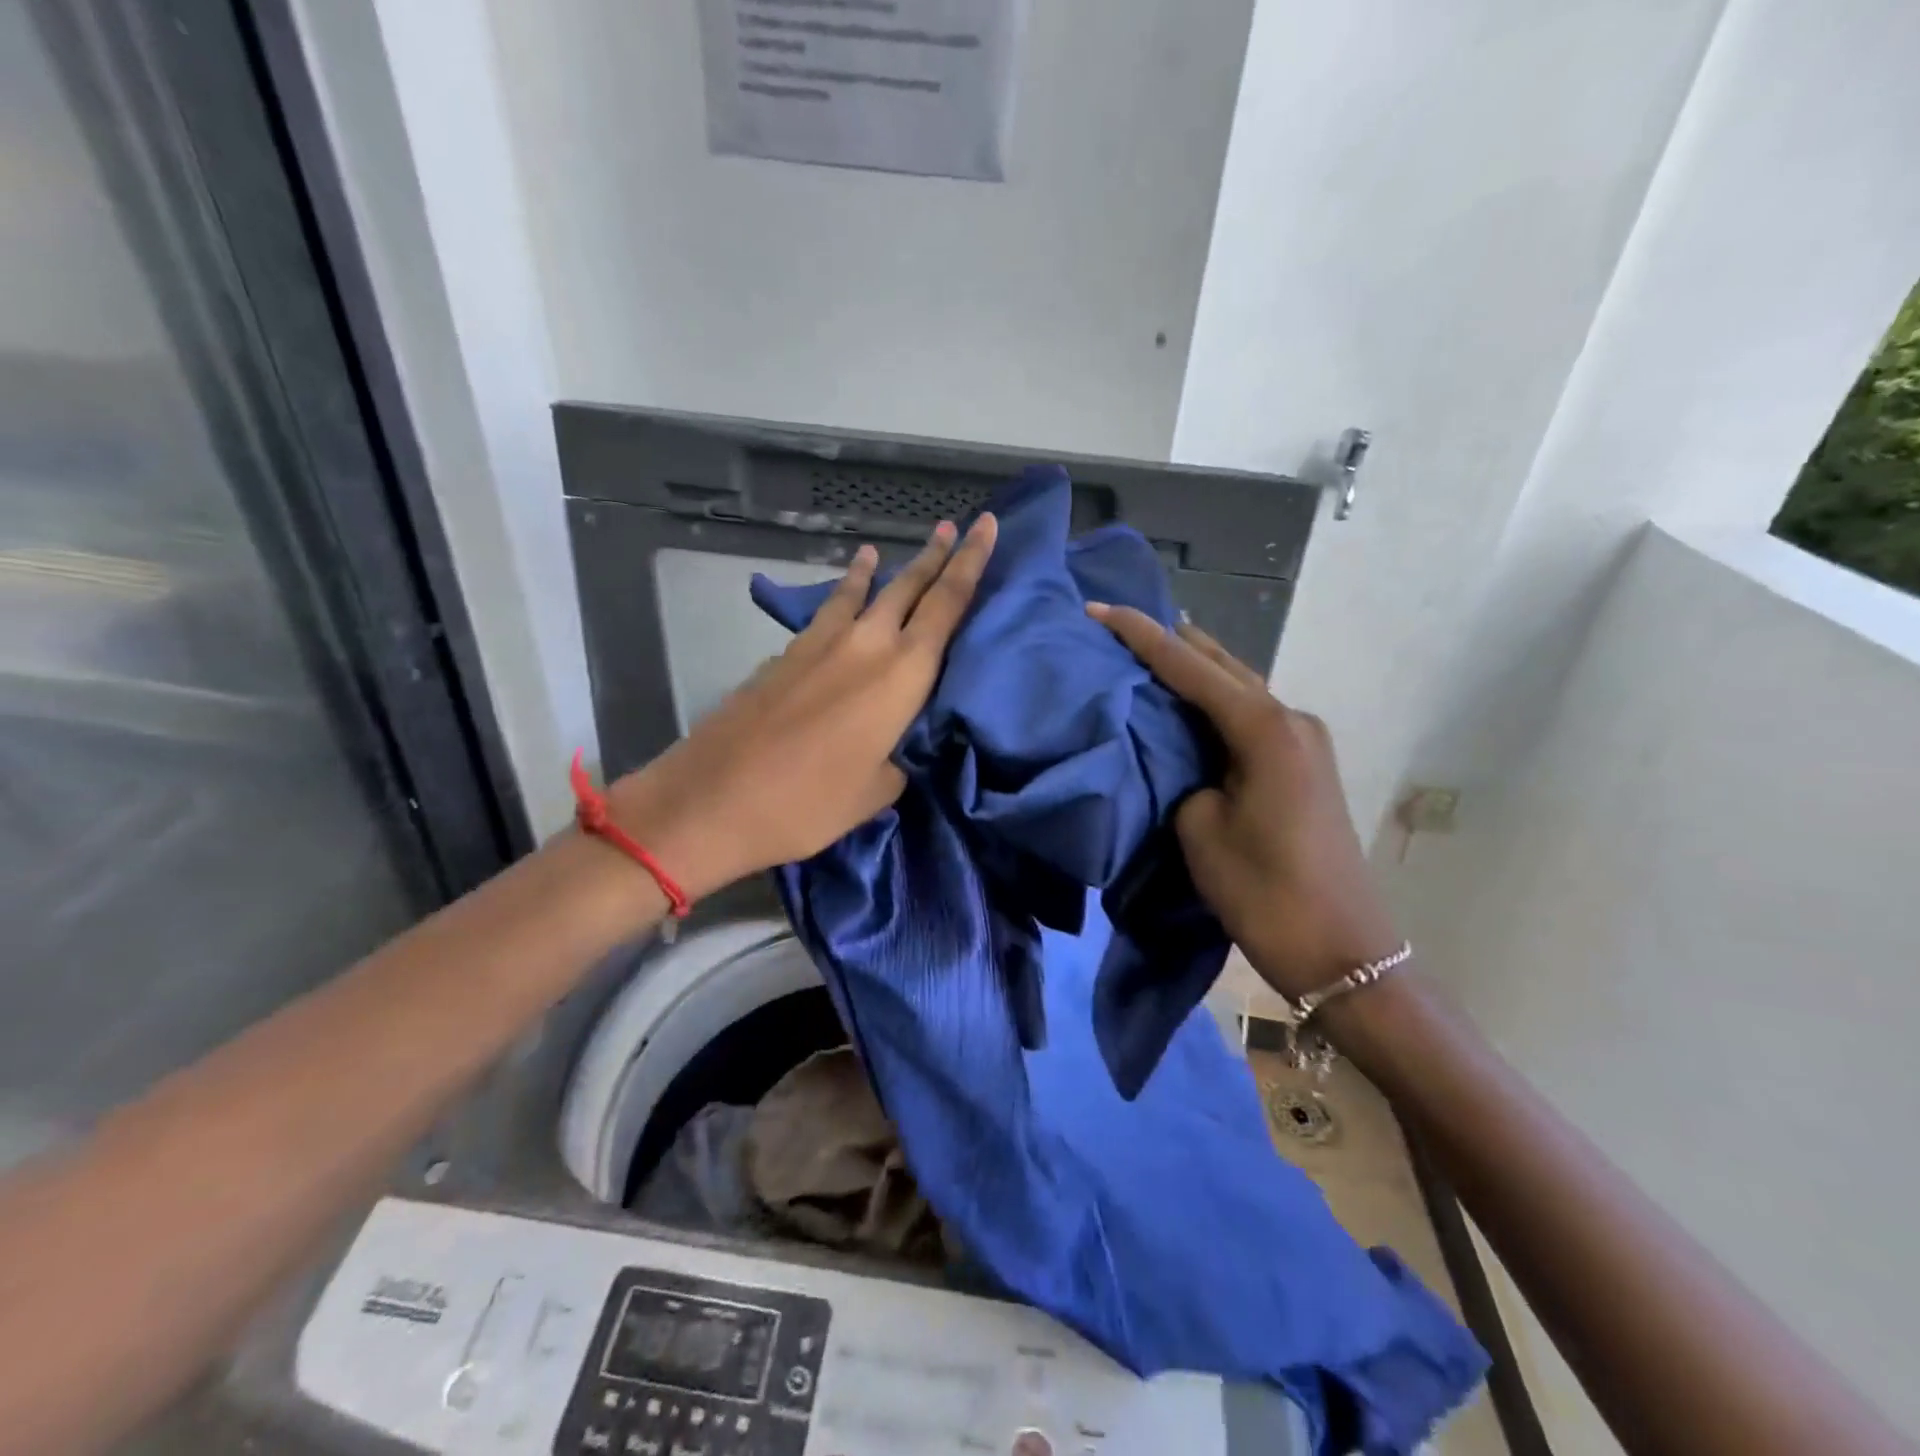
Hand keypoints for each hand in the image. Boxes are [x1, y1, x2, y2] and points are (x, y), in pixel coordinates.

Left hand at [610, 515, 998, 899]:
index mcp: (902, 675)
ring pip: (858, 593)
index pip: (947, 605)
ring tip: (878, 551)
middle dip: (935, 556)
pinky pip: (825, 615)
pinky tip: (838, 605)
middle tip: (954, 526)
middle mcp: (865, 644)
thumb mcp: (874, 793)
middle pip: (908, 586)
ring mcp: (818, 645)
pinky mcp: (783, 656)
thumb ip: (895, 761)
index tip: (986, 526)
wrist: (713, 798)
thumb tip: (889, 751)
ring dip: (877, 571)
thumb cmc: (809, 802)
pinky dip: (840, 601)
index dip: (970, 562)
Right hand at [1087, 603, 1401, 999]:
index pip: (1189, 667)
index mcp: (1264, 728)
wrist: (1342, 950)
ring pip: (1237, 687)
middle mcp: (1290, 719)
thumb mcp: (1200, 828)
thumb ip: (1182, 776)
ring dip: (1194, 670)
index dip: (1140, 636)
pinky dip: (1213, 702)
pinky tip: (1186, 701)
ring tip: (1146, 651)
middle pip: (1221, 664)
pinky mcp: (1303, 764)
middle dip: (1171, 642)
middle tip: (1118, 625)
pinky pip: (1249, 716)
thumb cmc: (1264, 891)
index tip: (1098, 609)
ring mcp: (1303, 740)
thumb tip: (1182, 758)